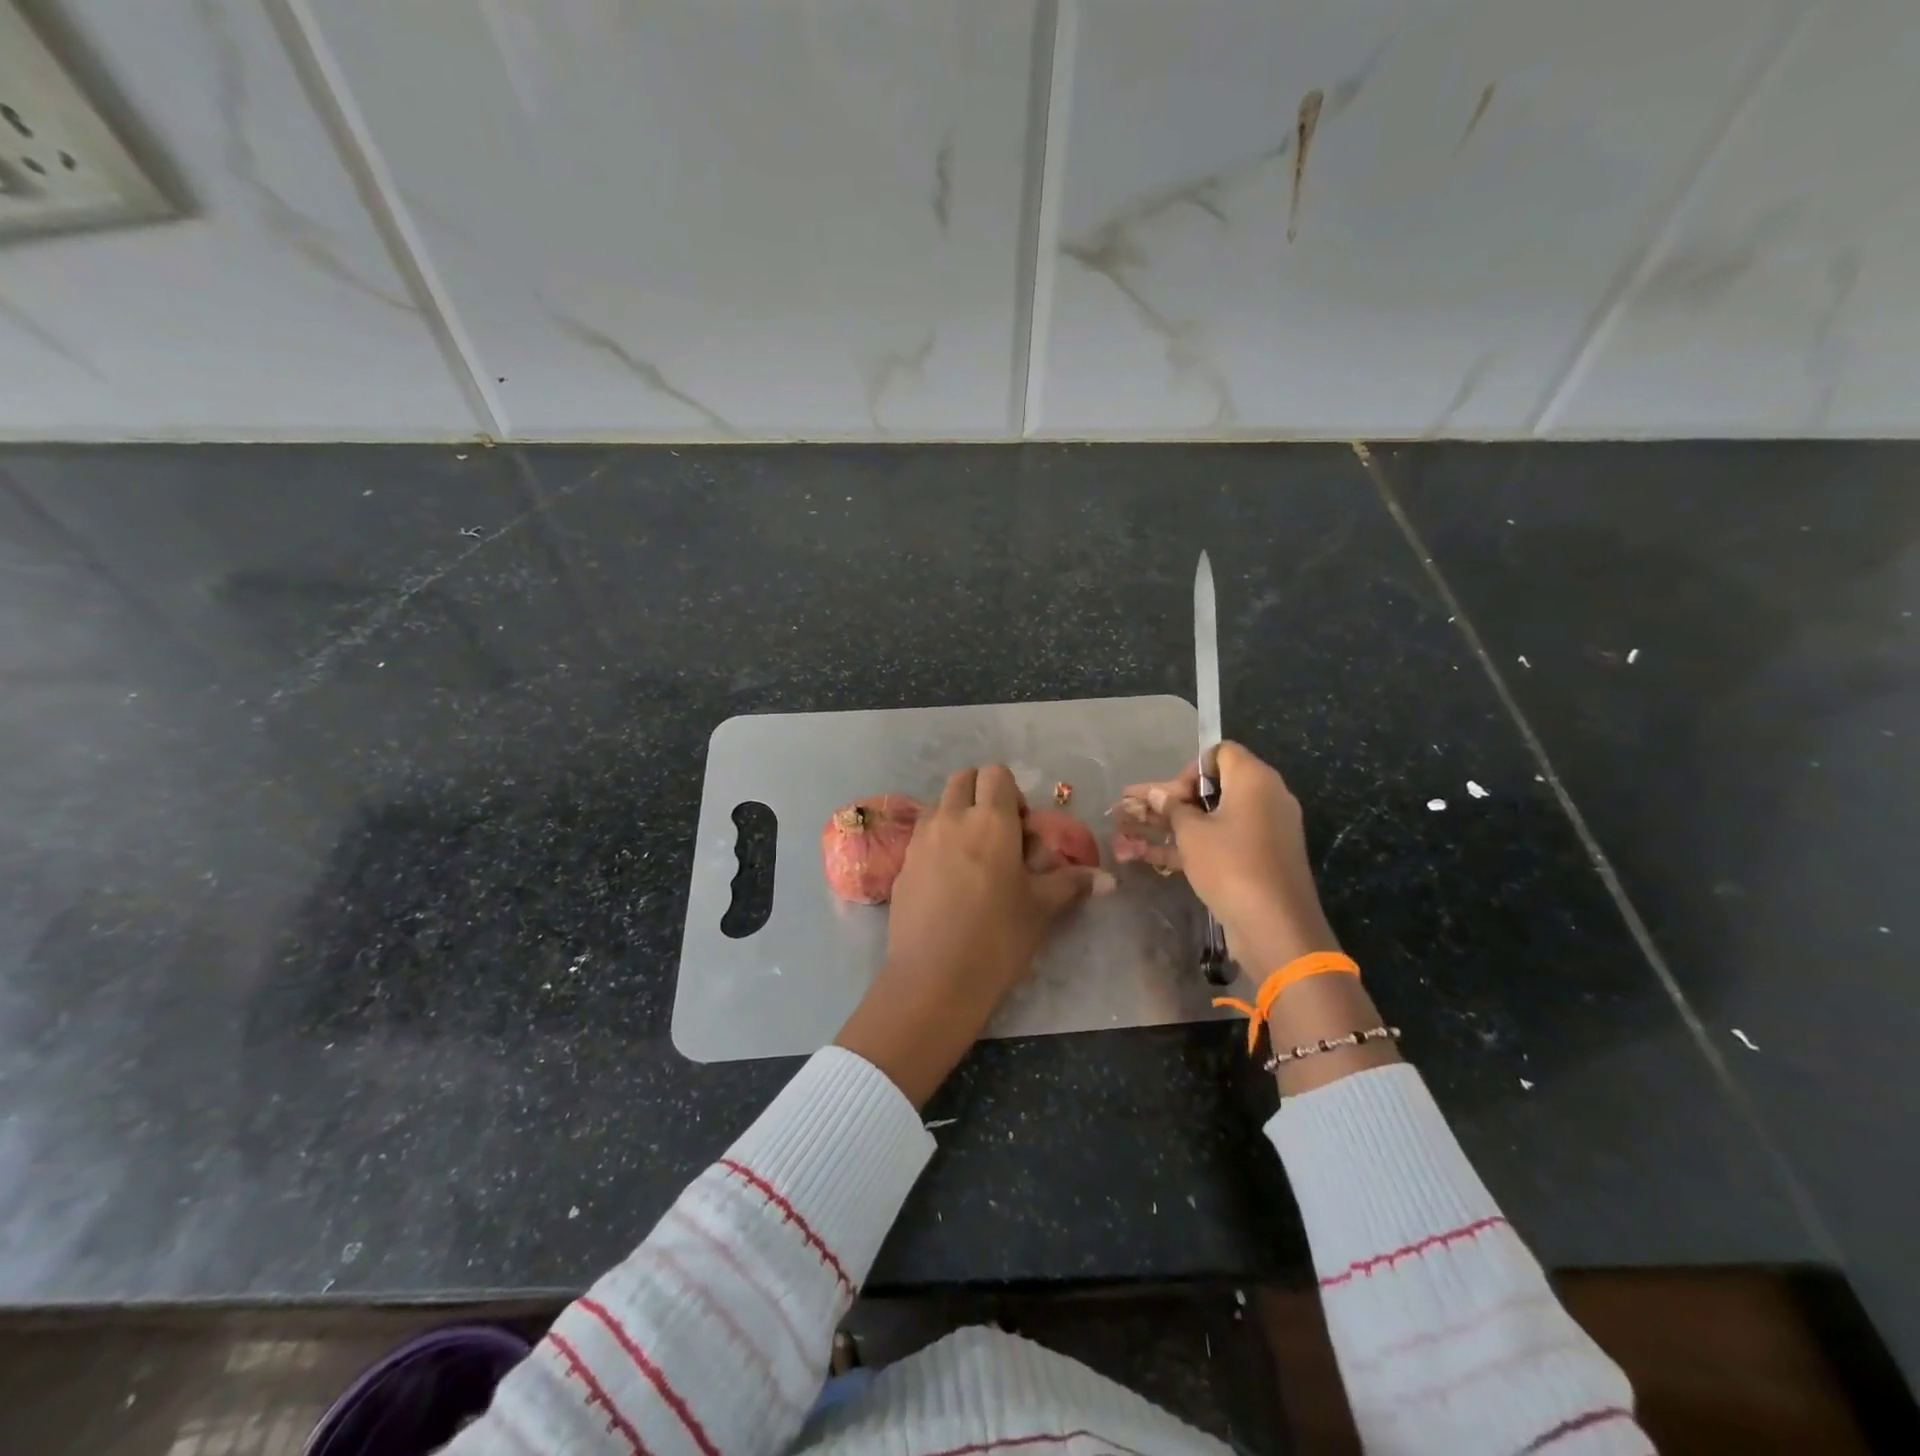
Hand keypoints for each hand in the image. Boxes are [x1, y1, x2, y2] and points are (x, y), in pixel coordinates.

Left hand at [835, 766, 1107, 1106]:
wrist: (933, 980)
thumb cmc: (997, 938)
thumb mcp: (1040, 909)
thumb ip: (1072, 883)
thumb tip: (1108, 879)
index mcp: (990, 820)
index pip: (997, 774)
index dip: (1012, 793)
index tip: (1022, 828)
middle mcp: (951, 818)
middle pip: (963, 778)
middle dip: (982, 793)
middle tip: (999, 834)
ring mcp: (921, 839)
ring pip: (940, 804)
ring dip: (957, 815)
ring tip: (973, 857)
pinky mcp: (902, 864)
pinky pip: (923, 835)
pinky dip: (938, 841)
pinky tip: (949, 882)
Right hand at [1118, 744, 1396, 1093]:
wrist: (1276, 927)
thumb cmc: (1232, 866)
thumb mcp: (1192, 834)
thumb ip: (1172, 808)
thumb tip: (1157, 793)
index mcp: (1255, 780)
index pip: (1220, 753)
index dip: (1190, 770)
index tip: (1171, 796)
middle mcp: (1265, 798)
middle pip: (1213, 788)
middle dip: (1171, 800)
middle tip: (1135, 810)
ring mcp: (1264, 831)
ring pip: (1212, 819)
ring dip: (1173, 826)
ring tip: (1128, 834)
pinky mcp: (1260, 860)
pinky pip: (1222, 842)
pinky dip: (1191, 846)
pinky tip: (1148, 857)